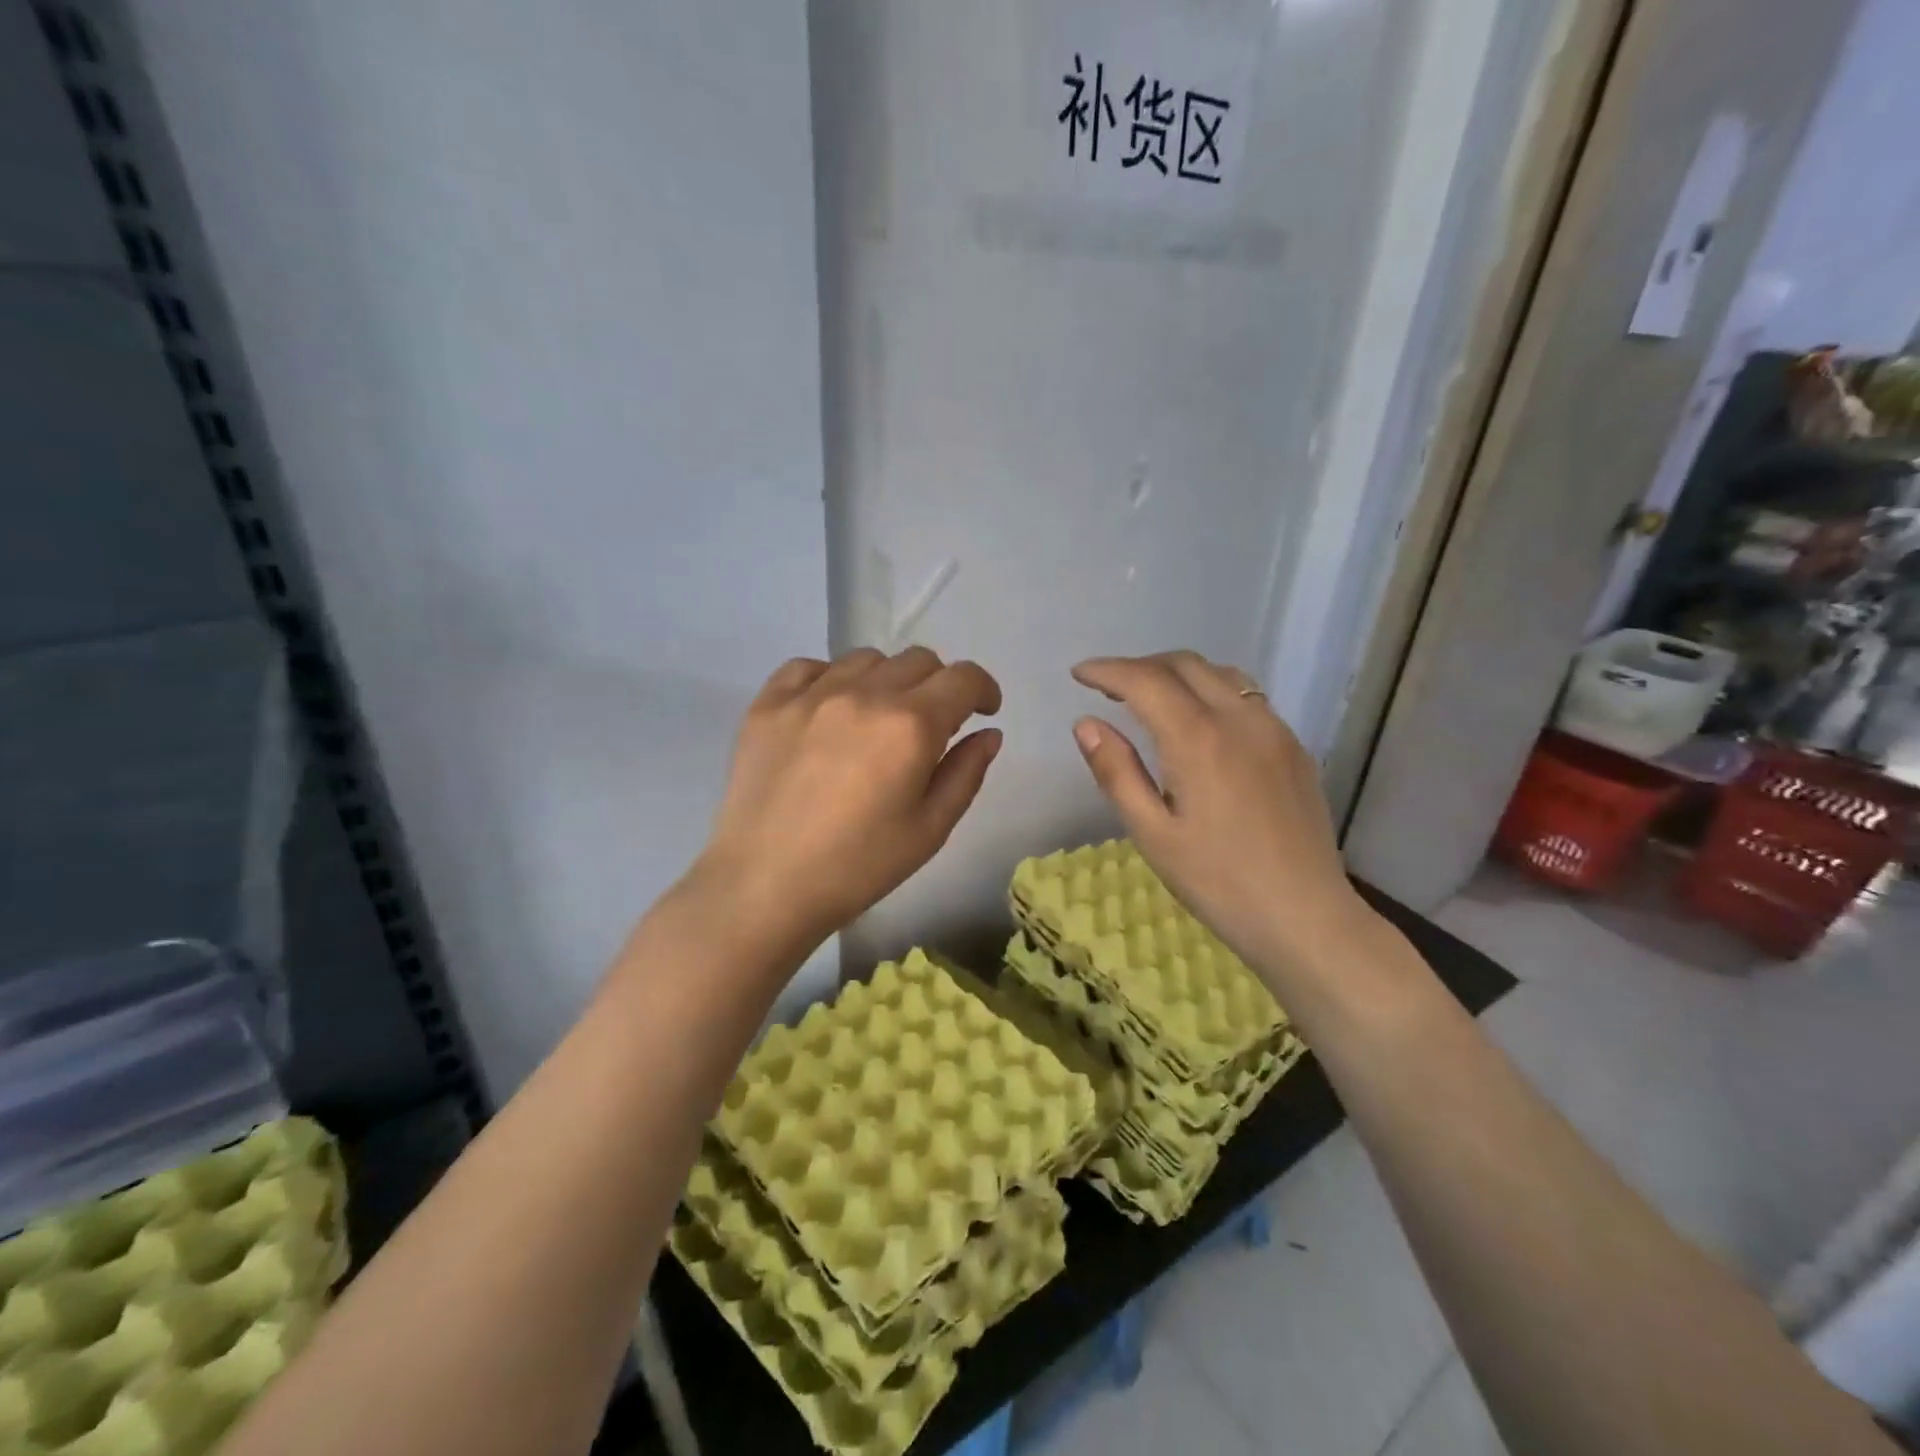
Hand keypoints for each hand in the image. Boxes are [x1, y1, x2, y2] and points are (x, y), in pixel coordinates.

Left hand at [696, 647, 1002, 951]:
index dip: (984, 689)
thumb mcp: (930, 830)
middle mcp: (864, 694)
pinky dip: (831, 679)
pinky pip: (808, 667)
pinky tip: (829, 711)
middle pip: (919, 660)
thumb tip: (988, 733)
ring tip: (878, 719)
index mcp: (910, 726)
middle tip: (932, 725)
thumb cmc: (858, 867)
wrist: (764, 886)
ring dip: (887, 680)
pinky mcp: (768, 704)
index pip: (963, 678)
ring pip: (867, 659)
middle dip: (939, 686)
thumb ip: (966, 773)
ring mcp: (810, 694)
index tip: (984, 711)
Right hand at [1070, 652, 1374, 988]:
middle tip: (1109, 687)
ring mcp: (1274, 730)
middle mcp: (1239, 719)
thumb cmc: (1217, 881)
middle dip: (1141, 666)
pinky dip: (1212, 690)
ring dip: (1179, 673)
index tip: (1079, 674)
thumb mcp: (1152, 833)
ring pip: (1221, 674)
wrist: (1304, 916)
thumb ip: (1117, 772)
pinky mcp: (1294, 748)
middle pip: (1185, 665)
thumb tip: (1086, 724)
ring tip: (1152, 697)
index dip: (1107, 670)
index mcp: (1198, 739)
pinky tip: (1201, 723)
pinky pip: (1248, 697)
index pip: (1145, 681)